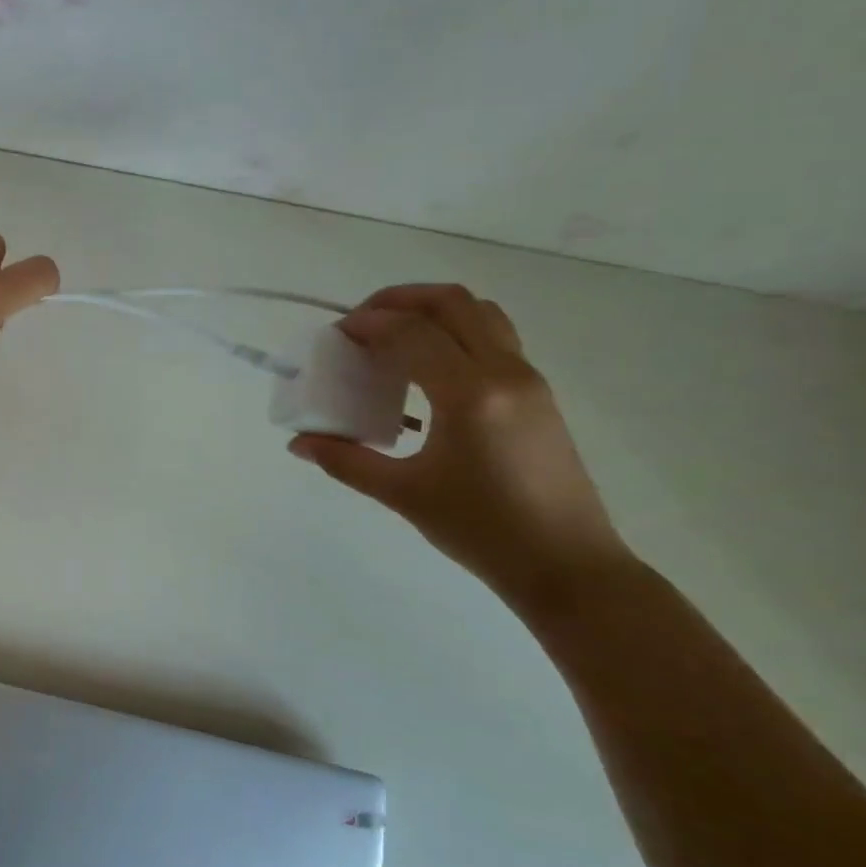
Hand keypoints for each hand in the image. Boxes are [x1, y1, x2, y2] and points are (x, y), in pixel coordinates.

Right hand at [289, 284, 632, 611]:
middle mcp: (505, 373)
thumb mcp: (403, 494)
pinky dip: (454, 334)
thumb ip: (345, 460)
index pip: (411, 332)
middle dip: (400, 300)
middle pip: (453, 303)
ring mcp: (528, 380)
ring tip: (393, 337)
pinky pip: (493, 340)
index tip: (334, 335)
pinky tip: (426, 373)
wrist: (567, 566)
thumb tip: (298, 443)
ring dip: (432, 312)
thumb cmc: (481, 530)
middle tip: (362, 322)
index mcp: (470, 394)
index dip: (367, 323)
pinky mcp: (537, 395)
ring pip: (481, 314)